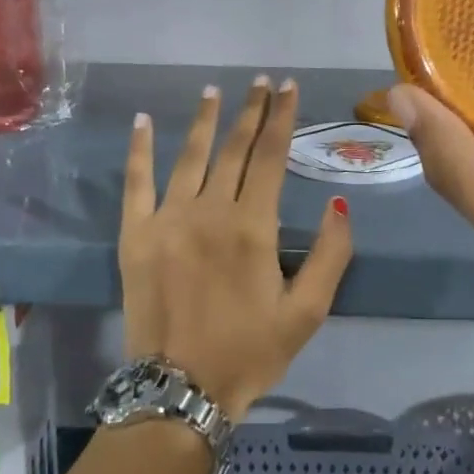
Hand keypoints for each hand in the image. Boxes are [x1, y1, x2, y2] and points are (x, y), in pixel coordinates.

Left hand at [120, 78, 353, 421]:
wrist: (179, 392)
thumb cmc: (250, 353)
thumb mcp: (308, 312)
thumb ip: (331, 255)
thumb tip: (338, 204)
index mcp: (253, 227)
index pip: (272, 156)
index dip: (283, 118)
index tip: (289, 88)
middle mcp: (210, 211)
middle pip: (234, 148)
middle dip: (251, 110)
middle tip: (261, 81)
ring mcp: (167, 219)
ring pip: (190, 156)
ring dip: (205, 120)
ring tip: (214, 90)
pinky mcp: (135, 235)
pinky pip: (136, 182)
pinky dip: (139, 149)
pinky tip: (142, 121)